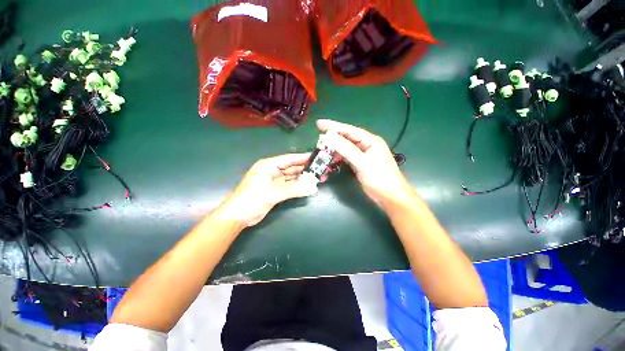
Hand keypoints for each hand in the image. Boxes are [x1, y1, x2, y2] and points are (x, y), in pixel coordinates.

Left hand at [216, 153, 318, 226]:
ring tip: (319, 177)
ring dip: (304, 178)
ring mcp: (275, 181)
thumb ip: (292, 190)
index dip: (303, 158)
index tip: (316, 157)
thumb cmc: (250, 200)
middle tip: (321, 169)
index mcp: (268, 166)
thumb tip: (312, 187)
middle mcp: (273, 171)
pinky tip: (309, 186)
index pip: (289, 159)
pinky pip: (291, 186)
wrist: (238, 217)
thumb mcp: (271, 193)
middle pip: (293, 168)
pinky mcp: (277, 191)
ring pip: (293, 177)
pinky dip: (299, 186)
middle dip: (306, 169)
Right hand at [317, 119, 413, 207]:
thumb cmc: (380, 179)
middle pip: (346, 138)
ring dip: (334, 148)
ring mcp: (362, 154)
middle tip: (318, 137)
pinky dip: (338, 156)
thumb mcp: (363, 163)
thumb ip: (347, 150)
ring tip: (321, 148)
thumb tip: (329, 137)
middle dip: (332, 137)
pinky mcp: (359, 163)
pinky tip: (330, 158)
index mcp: (370, 141)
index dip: (333, 126)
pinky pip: (346, 156)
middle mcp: (366, 145)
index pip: (349, 130)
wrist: (390, 197)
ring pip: (345, 147)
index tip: (319, 124)